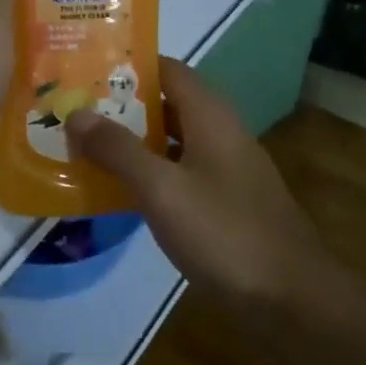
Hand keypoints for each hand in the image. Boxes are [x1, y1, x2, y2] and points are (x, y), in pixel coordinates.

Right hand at [64, 58, 321, 306]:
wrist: (291, 299)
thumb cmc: (224, 232)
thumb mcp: (162, 189)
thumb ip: (118, 149)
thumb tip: (76, 114)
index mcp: (210, 116)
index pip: (167, 69)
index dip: (127, 65)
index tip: (85, 68)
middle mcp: (220, 133)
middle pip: (167, 104)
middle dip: (122, 104)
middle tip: (73, 109)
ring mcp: (226, 169)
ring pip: (172, 140)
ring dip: (133, 140)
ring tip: (84, 144)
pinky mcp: (225, 202)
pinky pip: (179, 172)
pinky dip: (149, 172)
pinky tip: (119, 188)